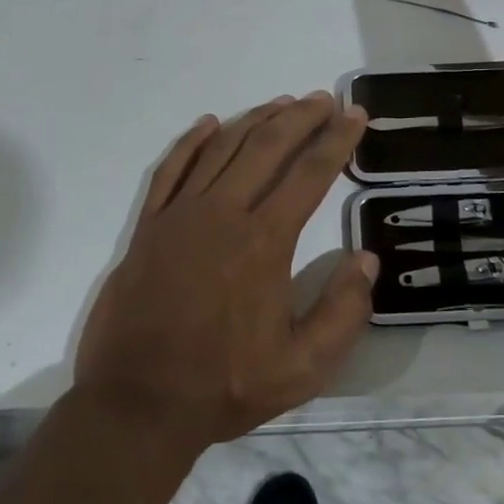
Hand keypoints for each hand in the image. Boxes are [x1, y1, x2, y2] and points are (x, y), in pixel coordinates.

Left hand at [73, 93, 377, 452]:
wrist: (137, 404)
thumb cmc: (224, 385)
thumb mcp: (302, 367)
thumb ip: (343, 312)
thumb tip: (366, 260)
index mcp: (264, 241)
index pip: (310, 174)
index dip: (337, 140)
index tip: (355, 115)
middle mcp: (223, 213)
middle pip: (268, 147)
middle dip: (301, 117)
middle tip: (324, 99)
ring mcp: (180, 214)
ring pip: (223, 148)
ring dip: (256, 119)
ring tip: (282, 103)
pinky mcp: (149, 225)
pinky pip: (171, 168)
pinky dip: (192, 141)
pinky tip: (210, 123)